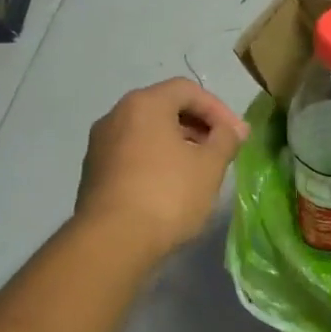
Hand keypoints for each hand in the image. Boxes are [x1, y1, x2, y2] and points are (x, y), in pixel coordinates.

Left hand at [75, 79, 248, 262]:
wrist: (113, 241)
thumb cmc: (168, 194)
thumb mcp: (209, 166)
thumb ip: (226, 139)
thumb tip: (234, 128)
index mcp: (144, 104)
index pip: (187, 90)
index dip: (218, 109)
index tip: (237, 136)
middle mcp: (116, 115)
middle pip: (164, 108)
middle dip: (197, 125)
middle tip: (220, 150)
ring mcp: (100, 144)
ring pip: (146, 132)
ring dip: (177, 144)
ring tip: (198, 170)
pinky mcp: (94, 172)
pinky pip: (131, 154)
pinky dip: (155, 160)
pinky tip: (170, 187)